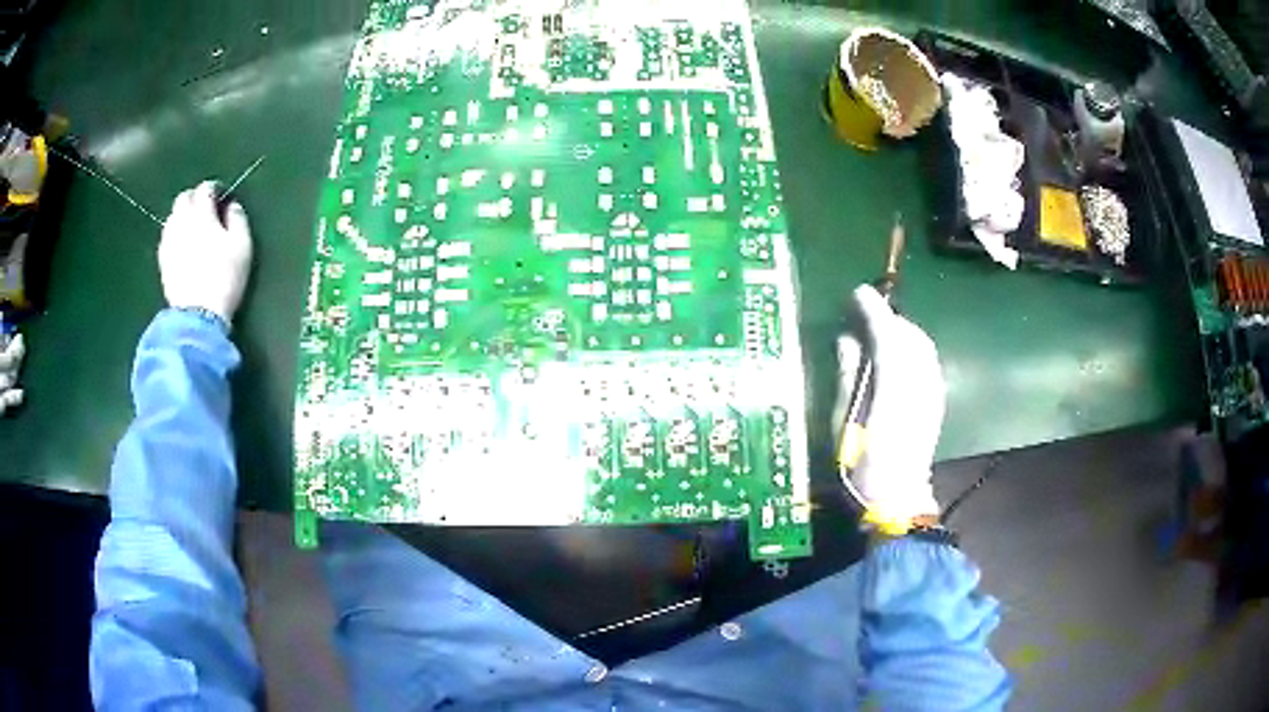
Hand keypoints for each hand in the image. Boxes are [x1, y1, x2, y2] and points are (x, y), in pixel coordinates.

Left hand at [159, 182, 252, 325]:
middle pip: (184, 198)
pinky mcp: (162, 260)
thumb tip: (231, 206)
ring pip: (173, 217)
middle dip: (194, 198)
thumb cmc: (224, 278)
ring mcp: (169, 241)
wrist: (198, 315)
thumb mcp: (242, 247)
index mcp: (202, 214)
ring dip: (183, 216)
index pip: (205, 189)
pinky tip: (183, 245)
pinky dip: (175, 233)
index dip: (214, 189)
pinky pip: (167, 237)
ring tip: (194, 228)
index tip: (221, 197)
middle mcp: (182, 222)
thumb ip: (238, 219)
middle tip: (206, 209)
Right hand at [833, 285, 944, 528]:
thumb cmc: (861, 463)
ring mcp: (932, 389)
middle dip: (888, 318)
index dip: (872, 309)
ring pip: (921, 344)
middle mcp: (919, 380)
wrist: (897, 496)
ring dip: (901, 331)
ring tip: (879, 333)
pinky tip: (897, 357)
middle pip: (909, 334)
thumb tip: (848, 339)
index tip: (857, 293)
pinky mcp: (936, 398)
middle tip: (865, 314)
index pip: (887, 333)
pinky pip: (927, 359)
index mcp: (892, 385)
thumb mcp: (844, 418)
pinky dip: (911, 347)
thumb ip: (849, 373)